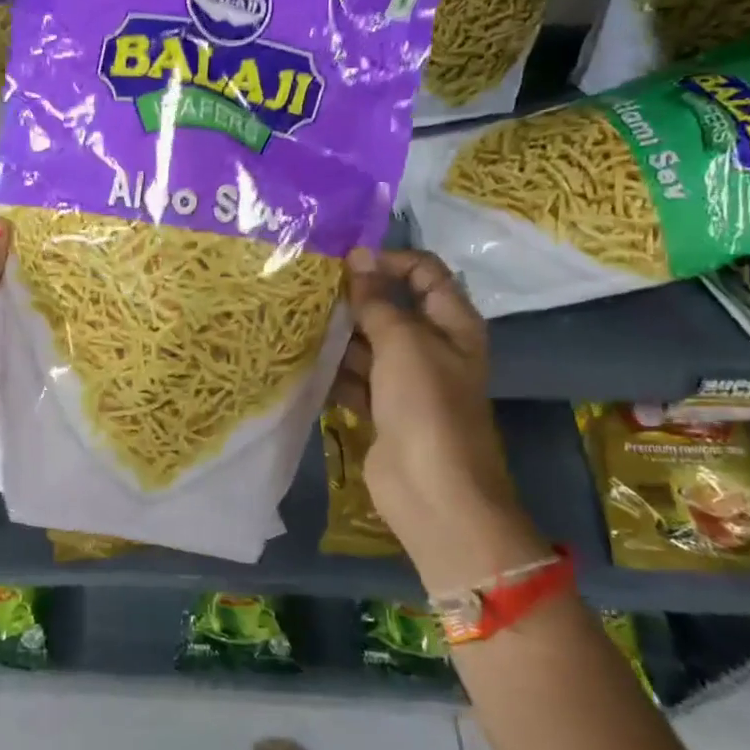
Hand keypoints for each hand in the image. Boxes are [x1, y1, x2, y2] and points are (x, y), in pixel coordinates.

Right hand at [332, 248, 544, 590]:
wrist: (432, 491)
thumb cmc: (426, 406)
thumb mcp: (403, 343)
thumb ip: (378, 301)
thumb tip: (358, 257)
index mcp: (452, 324)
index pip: (425, 273)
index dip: (389, 260)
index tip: (346, 263)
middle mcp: (432, 347)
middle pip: (392, 308)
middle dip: (356, 298)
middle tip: (310, 289)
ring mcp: (406, 382)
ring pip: (368, 345)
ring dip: (339, 335)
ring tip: (297, 320)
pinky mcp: (382, 410)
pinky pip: (354, 379)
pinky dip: (333, 371)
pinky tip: (301, 359)